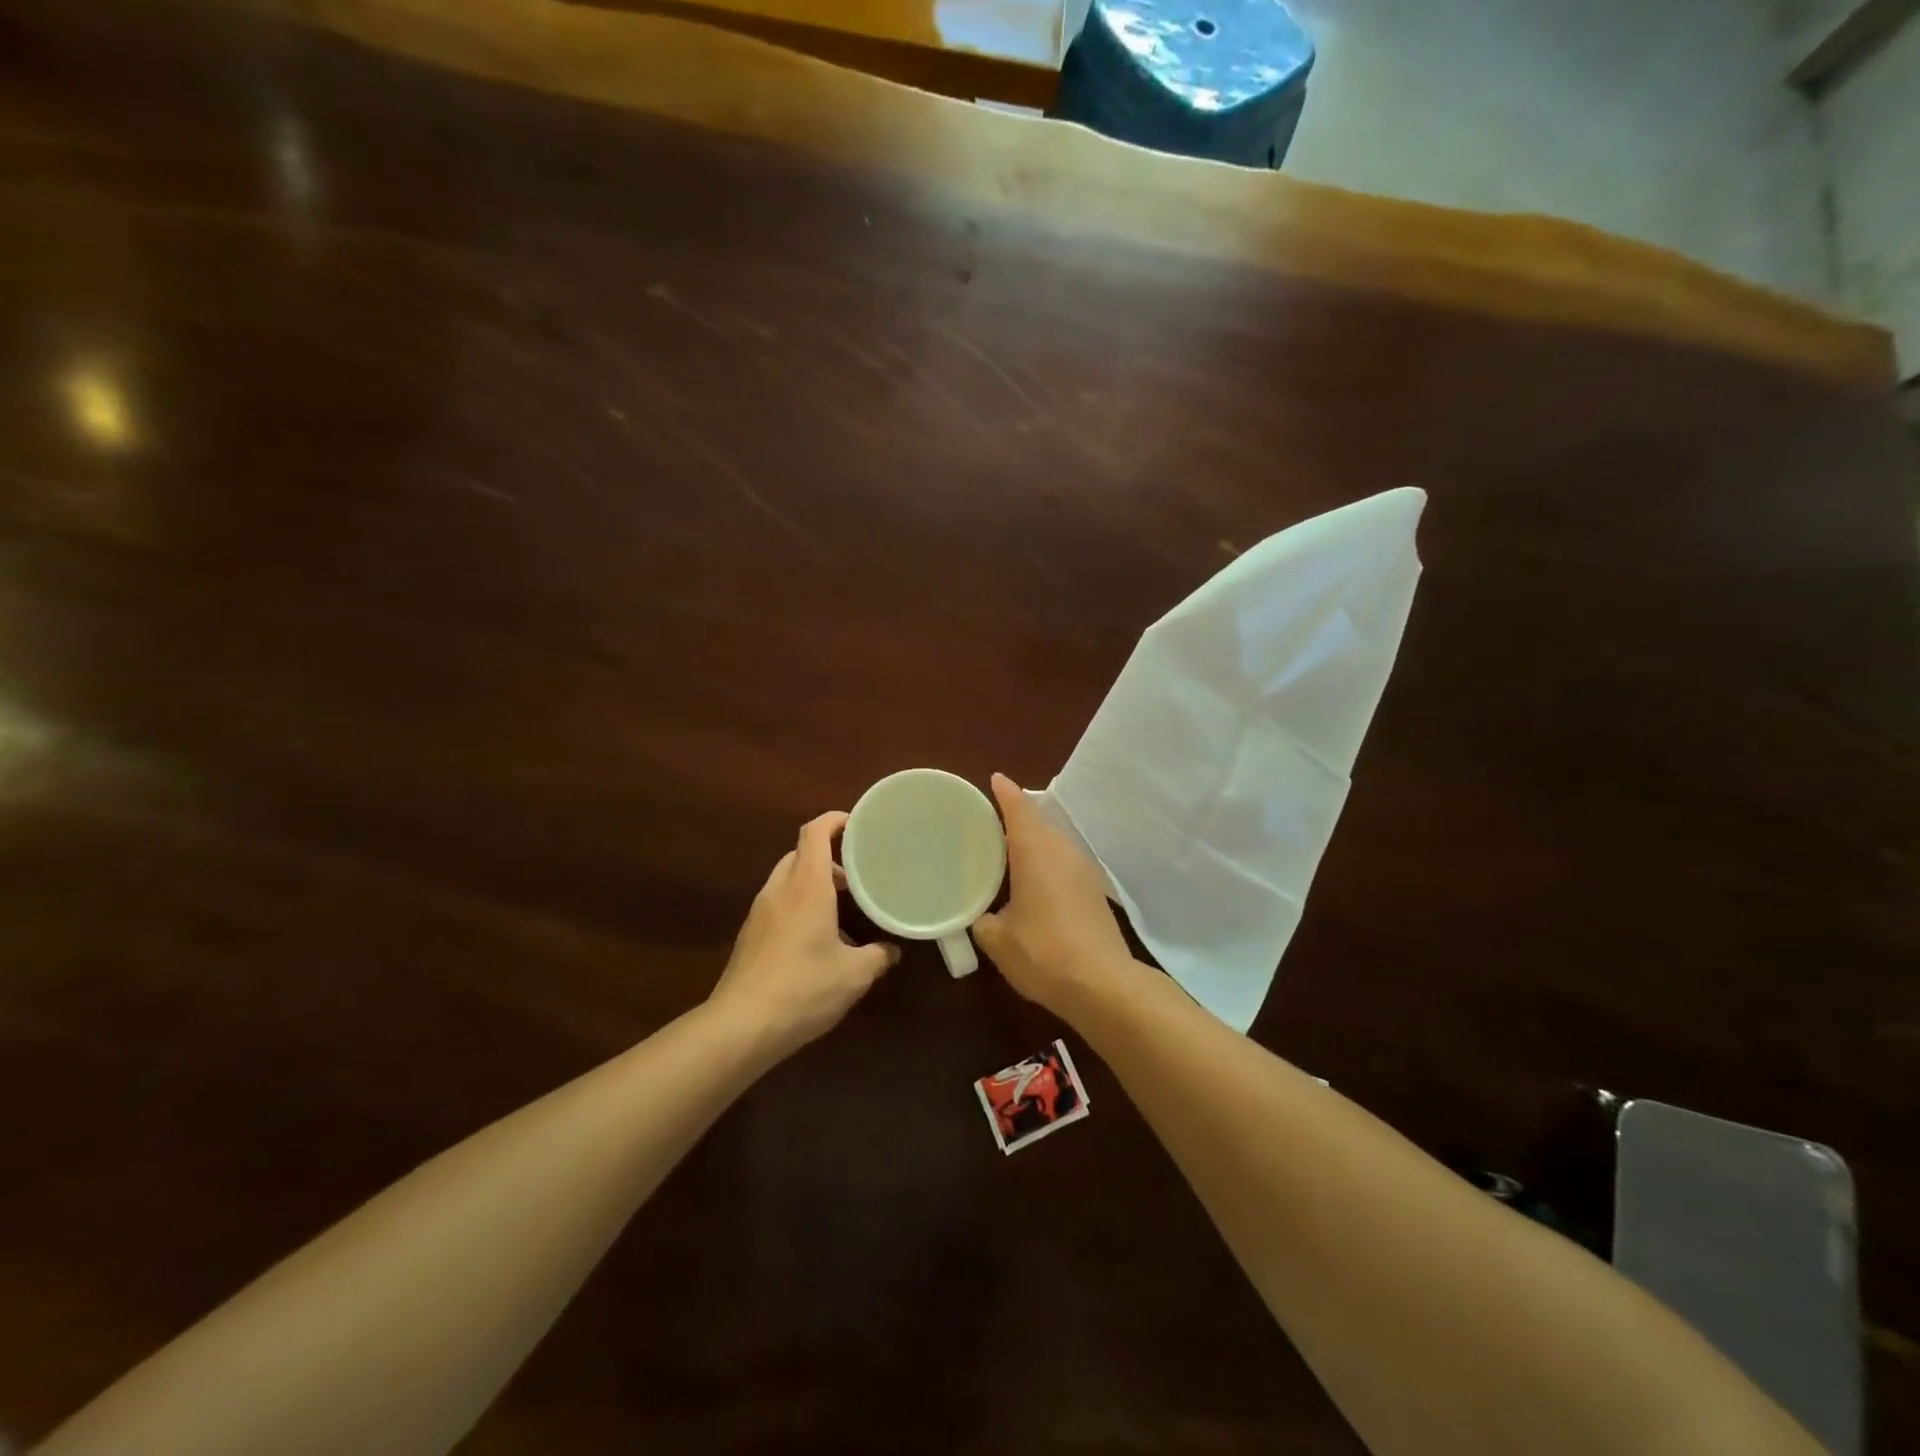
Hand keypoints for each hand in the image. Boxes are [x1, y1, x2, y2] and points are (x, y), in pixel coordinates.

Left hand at [709, 811, 898, 1057]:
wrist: (741, 1026)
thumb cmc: (804, 988)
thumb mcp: (854, 974)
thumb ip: (878, 956)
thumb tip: (892, 951)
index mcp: (806, 885)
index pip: (814, 832)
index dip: (835, 820)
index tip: (858, 825)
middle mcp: (779, 889)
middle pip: (800, 853)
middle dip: (828, 856)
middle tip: (856, 872)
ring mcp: (759, 912)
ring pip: (787, 879)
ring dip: (812, 882)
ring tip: (841, 905)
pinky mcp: (750, 935)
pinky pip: (778, 903)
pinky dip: (798, 904)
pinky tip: (816, 937)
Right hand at [972, 773, 1135, 1015]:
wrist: (1102, 985)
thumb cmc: (1043, 952)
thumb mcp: (998, 940)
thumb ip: (983, 921)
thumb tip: (982, 917)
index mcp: (1036, 851)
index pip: (1019, 809)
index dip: (1006, 793)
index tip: (995, 779)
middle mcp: (1062, 852)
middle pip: (1039, 822)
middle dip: (1017, 817)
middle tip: (990, 822)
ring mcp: (1083, 871)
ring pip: (1054, 843)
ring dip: (1034, 841)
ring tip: (1008, 850)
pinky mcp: (1094, 892)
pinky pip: (1064, 863)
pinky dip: (1046, 862)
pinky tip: (1034, 881)